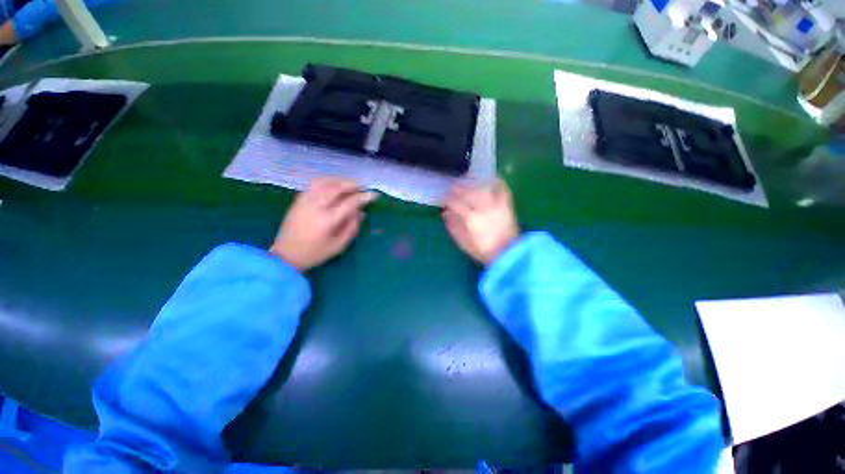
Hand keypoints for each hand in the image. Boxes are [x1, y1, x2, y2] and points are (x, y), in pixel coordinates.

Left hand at [270, 178, 376, 270]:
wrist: (285, 256)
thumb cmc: (315, 253)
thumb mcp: (339, 246)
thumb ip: (352, 228)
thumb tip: (361, 213)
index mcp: (328, 220)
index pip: (350, 202)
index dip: (363, 197)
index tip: (373, 195)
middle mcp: (316, 206)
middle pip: (337, 188)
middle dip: (352, 185)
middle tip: (362, 187)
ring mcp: (305, 201)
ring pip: (325, 182)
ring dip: (339, 181)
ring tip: (349, 185)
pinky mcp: (298, 200)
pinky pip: (314, 185)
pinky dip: (326, 182)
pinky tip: (333, 186)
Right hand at [443, 178, 519, 265]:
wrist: (507, 254)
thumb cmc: (483, 251)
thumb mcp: (464, 243)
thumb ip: (453, 228)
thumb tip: (445, 214)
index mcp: (471, 219)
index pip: (456, 204)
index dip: (448, 199)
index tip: (443, 198)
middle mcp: (483, 209)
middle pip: (469, 194)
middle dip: (459, 189)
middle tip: (453, 187)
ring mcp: (496, 206)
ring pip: (483, 190)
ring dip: (474, 185)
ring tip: (468, 184)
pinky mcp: (507, 207)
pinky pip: (503, 191)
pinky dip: (498, 184)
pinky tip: (493, 180)